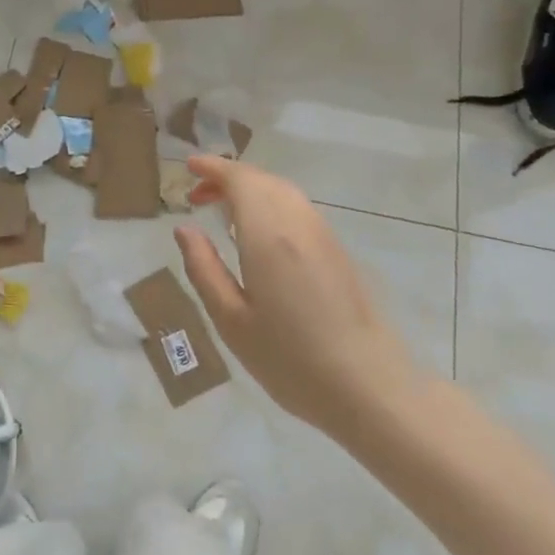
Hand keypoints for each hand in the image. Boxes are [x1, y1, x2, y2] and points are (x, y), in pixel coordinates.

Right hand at [175, 155, 422, 446]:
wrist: (369, 387)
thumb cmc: (290, 359)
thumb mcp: (231, 320)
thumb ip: (204, 268)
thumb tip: (185, 229)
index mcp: (268, 234)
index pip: (239, 179)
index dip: (212, 167)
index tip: (188, 167)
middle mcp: (297, 223)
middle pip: (261, 180)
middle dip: (228, 178)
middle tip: (197, 196)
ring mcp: (322, 234)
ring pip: (282, 192)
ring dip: (251, 190)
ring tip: (223, 213)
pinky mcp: (337, 250)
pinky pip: (297, 209)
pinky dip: (271, 204)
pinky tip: (258, 234)